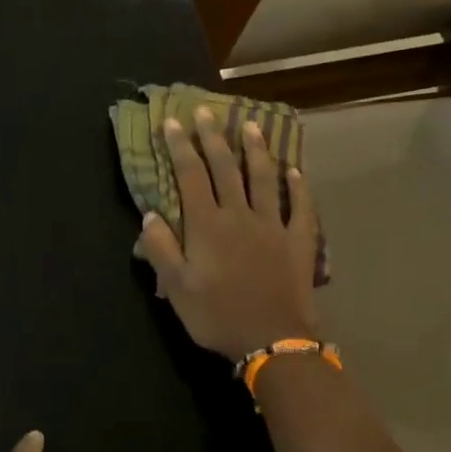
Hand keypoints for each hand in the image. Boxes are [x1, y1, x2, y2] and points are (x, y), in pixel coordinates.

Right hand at [137, 108, 319, 359]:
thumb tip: (150, 214)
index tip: (172, 122)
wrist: (271, 338)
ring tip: (249, 126)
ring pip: (263, 178)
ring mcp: (272, 225)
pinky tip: (294, 170)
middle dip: (213, 138)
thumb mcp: (176, 287)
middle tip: (206, 113)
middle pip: (225, 168)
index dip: (180, 147)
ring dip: (255, 150)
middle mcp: (239, 215)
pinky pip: (300, 206)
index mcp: (206, 225)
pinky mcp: (298, 240)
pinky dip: (297, 185)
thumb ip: (161, 248)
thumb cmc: (217, 315)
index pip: (190, 175)